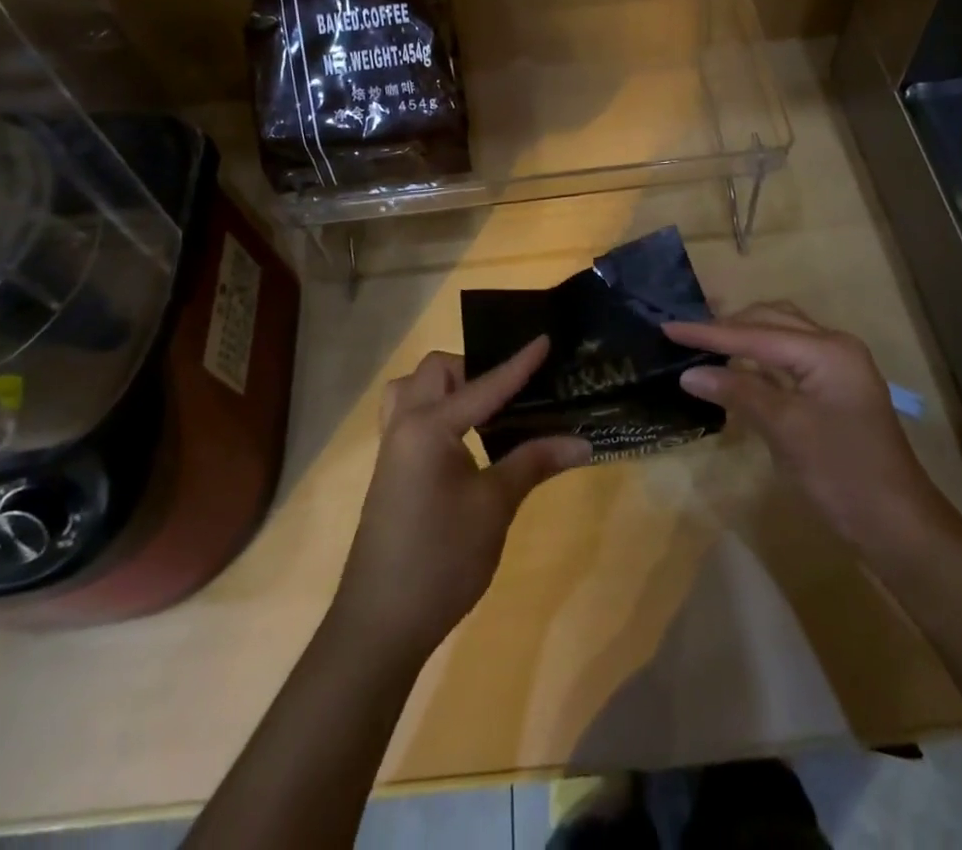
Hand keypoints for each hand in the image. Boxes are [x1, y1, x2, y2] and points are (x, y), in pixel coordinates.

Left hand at [332, 338, 589, 658]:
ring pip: (414, 390)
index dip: (519, 364)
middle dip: (473, 369)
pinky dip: (436, 410)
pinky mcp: (390, 469)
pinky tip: (465, 440)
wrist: (380, 623)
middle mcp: (404, 425)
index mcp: (428, 427)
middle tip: (510, 393)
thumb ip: (533, 463)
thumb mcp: (494, 508)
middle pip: (436, 371)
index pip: (485, 385)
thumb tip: (582, 442)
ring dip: (447, 387)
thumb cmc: (441, 560)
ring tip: (484, 410)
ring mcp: (392, 448)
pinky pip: (409, 416)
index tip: (545, 338)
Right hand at [666, 303, 951, 555]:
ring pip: (780, 335)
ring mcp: (836, 367)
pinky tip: (735, 367)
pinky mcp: (833, 389)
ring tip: (703, 342)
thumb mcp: (785, 430)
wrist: (898, 526)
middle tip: (683, 333)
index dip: (708, 333)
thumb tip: (690, 373)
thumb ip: (739, 392)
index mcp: (827, 350)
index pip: (756, 333)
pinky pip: (788, 359)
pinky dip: (758, 359)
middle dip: (727, 325)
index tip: (667, 327)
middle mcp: (834, 346)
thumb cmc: (842, 474)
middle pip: (771, 321)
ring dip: (743, 337)